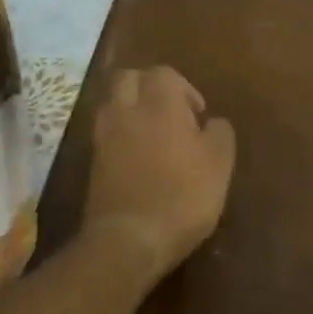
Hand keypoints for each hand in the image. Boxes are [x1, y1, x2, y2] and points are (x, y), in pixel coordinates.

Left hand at [83, 67, 235, 281]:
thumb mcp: (220, 163)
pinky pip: (106, 132)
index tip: (198, 114)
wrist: (129, 240)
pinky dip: (121, 134)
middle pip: (128, 78)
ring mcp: (104, 137)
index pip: (164, 73)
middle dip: (149, 87)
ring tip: (153, 133)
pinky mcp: (93, 163)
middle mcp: (127, 111)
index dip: (184, 87)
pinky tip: (139, 156)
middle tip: (171, 112)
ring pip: (112, 103)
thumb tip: (212, 122)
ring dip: (131, 108)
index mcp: (160, 104)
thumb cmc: (183, 194)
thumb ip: (220, 133)